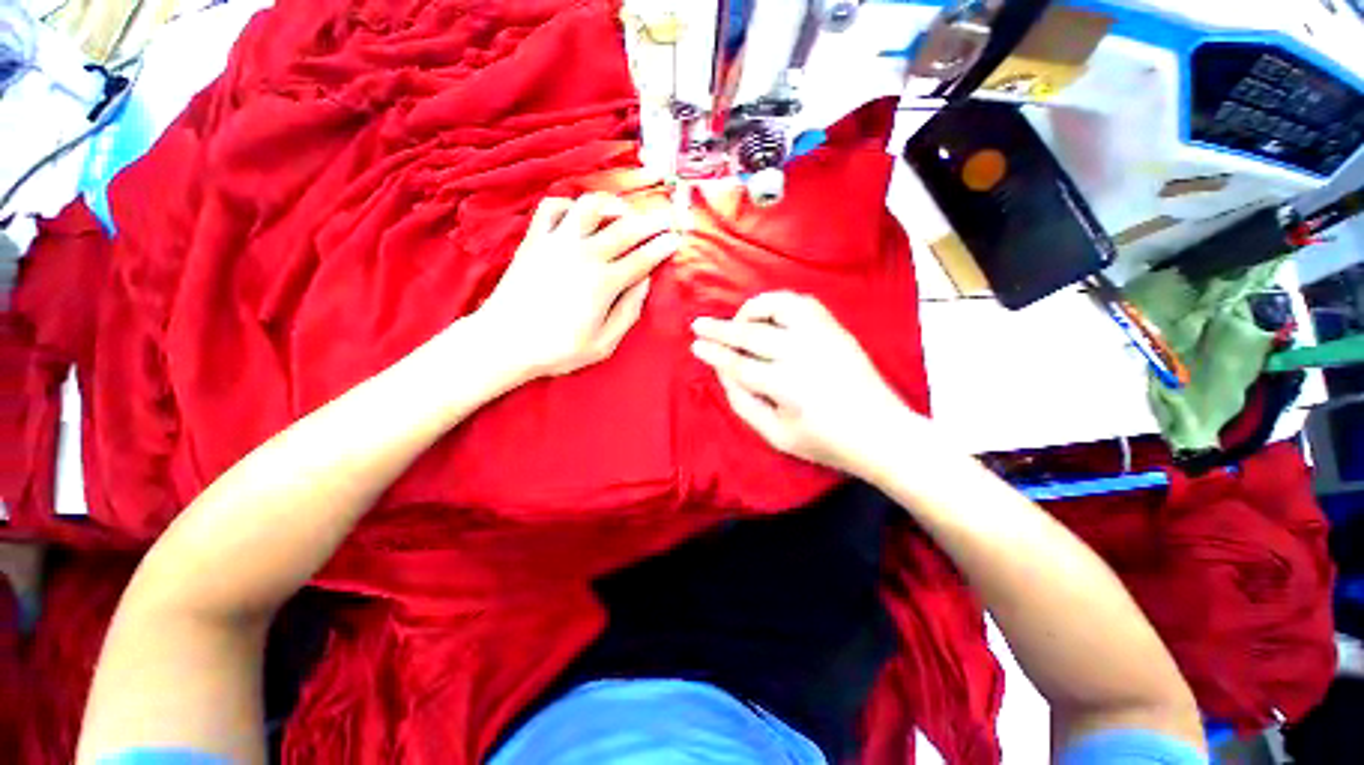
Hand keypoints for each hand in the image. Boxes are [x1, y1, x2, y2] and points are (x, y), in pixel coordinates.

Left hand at [475, 193, 679, 378]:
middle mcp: (584, 255)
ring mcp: (557, 243)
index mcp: (604, 283)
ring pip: (590, 206)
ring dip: (613, 204)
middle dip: (652, 220)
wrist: (505, 342)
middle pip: (626, 228)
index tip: (677, 239)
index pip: (643, 258)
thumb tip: (645, 282)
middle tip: (666, 217)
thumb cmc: (558, 349)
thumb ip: (628, 312)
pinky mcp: (534, 240)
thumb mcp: (604, 344)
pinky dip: (570, 204)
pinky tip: (579, 215)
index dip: (664, 246)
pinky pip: (552, 207)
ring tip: (624, 212)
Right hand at [691, 292, 928, 475]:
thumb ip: (744, 403)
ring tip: (738, 319)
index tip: (695, 345)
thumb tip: (724, 373)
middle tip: (699, 324)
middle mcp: (803, 353)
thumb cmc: (825, 442)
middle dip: (720, 328)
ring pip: (779, 306)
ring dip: (752, 309)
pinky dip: (780, 303)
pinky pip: (804, 303)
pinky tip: (770, 315)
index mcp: (786, 385)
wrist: (882, 434)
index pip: (738, 363)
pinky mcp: (837, 330)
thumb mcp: (776, 435)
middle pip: (751, 333)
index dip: (714, 354)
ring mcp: (823, 336)